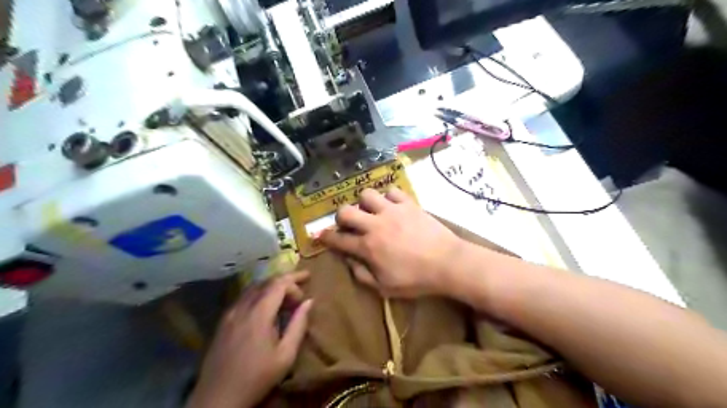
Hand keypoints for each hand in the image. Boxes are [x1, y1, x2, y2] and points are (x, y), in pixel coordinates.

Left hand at [187, 271, 312, 406]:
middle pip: (265, 281)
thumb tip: (309, 302)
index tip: (304, 297)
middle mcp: (242, 307)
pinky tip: (265, 307)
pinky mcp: (223, 321)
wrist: (218, 399)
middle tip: (301, 283)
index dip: (294, 283)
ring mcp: (230, 313)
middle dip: (285, 279)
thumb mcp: (286, 355)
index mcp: (259, 314)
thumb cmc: (257, 378)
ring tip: (285, 295)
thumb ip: (298, 325)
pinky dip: (259, 294)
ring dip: (271, 286)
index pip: (279, 284)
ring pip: (253, 287)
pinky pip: (243, 298)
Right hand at [318, 186, 465, 297]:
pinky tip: (392, 206)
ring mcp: (392, 211)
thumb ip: (362, 275)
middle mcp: (375, 225)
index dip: (326, 237)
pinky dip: (388, 197)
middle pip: (345, 210)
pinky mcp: (408, 203)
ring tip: (372, 211)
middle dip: (341, 217)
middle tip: (349, 224)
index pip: (338, 239)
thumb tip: (349, 262)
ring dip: (365, 203)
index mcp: (368, 247)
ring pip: (367, 194)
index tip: (321, 235)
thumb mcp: (385, 288)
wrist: (447, 263)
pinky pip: (391, 191)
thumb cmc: (416, 279)